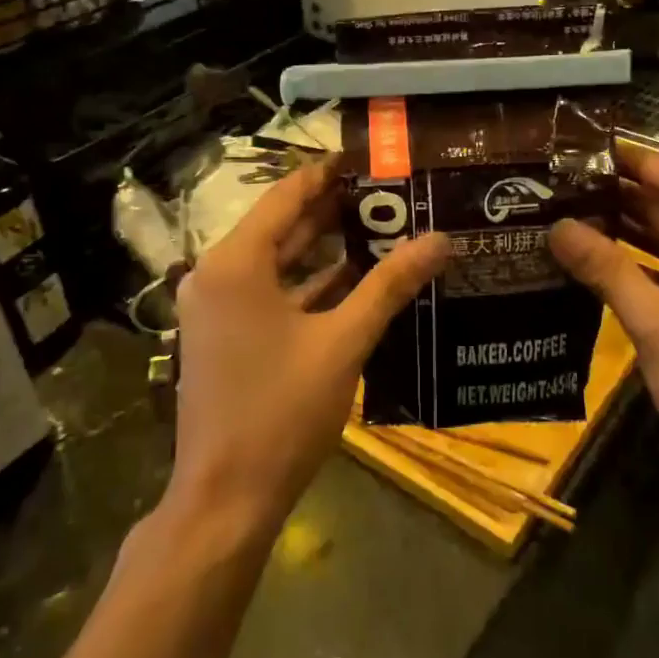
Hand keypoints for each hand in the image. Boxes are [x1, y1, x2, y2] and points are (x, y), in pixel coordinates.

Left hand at [170, 160, 449, 532]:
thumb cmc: (282, 412)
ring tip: (382, 225)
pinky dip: (308, 284)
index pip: (287, 196)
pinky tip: (355, 278)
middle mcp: (217, 275)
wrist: (227, 499)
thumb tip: (440, 239)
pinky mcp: (226, 336)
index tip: (370, 158)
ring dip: (324, 247)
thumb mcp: (344, 342)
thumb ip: (390, 285)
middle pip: (282, 227)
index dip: (328, 174)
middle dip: (334, 210)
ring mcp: (218, 308)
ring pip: (278, 262)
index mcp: (236, 263)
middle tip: (389, 192)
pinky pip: (272, 293)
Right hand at [549, 146, 658, 498]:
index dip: (635, 162)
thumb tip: (557, 227)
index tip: (587, 146)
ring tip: (571, 208)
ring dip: (629, 228)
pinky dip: (640, 262)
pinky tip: (597, 256)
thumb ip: (607, 269)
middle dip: (624, 194)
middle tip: (566, 179)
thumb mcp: (657, 324)